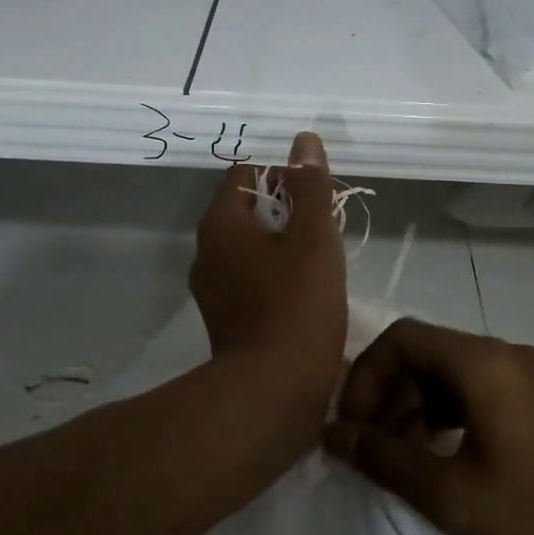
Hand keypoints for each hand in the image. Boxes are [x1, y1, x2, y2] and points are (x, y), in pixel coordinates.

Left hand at [190, 132, 347, 405]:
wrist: (274, 393)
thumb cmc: (297, 304)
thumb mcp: (313, 236)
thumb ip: (310, 185)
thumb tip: (304, 140)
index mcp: (220, 224)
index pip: (247, 174)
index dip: (284, 175)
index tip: (317, 195)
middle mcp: (207, 251)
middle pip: (250, 210)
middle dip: (290, 211)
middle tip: (326, 228)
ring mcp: (214, 289)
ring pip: (254, 247)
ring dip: (287, 245)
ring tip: (324, 260)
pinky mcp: (227, 320)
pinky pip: (254, 279)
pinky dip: (279, 276)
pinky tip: (309, 293)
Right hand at [325, 319, 533, 534]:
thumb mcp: (449, 495)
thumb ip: (384, 457)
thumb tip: (334, 433)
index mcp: (484, 362)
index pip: (404, 338)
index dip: (367, 375)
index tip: (352, 425)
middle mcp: (506, 353)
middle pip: (427, 352)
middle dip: (388, 393)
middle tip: (367, 446)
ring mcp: (529, 375)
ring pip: (452, 372)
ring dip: (416, 405)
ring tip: (398, 458)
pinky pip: (479, 389)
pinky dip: (447, 413)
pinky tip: (437, 456)